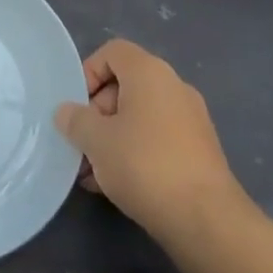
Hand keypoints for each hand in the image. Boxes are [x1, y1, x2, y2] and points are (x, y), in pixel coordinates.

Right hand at [55, 39, 255, 245]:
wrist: (206, 220)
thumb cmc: (144, 165)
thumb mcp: (96, 140)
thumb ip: (75, 120)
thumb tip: (66, 112)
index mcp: (150, 72)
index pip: (112, 52)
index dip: (88, 72)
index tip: (77, 107)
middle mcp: (174, 87)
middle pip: (125, 85)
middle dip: (97, 112)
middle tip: (83, 143)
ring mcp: (191, 120)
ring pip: (140, 117)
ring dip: (112, 137)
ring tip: (92, 172)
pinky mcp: (199, 151)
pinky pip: (157, 139)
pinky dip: (135, 152)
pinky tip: (116, 184)